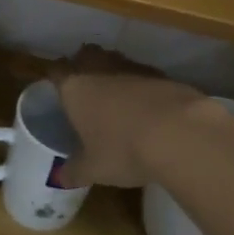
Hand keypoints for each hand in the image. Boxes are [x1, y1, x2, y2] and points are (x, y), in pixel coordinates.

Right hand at [49, 45, 210, 187]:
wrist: (179, 133)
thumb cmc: (122, 149)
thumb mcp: (93, 169)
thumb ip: (74, 171)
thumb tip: (60, 179)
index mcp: (75, 87)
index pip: (56, 71)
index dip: (55, 77)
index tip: (55, 86)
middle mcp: (99, 69)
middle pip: (86, 55)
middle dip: (84, 66)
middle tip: (86, 87)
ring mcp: (132, 68)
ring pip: (115, 61)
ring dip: (114, 74)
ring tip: (117, 97)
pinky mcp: (161, 74)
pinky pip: (143, 74)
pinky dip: (141, 86)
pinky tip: (147, 106)